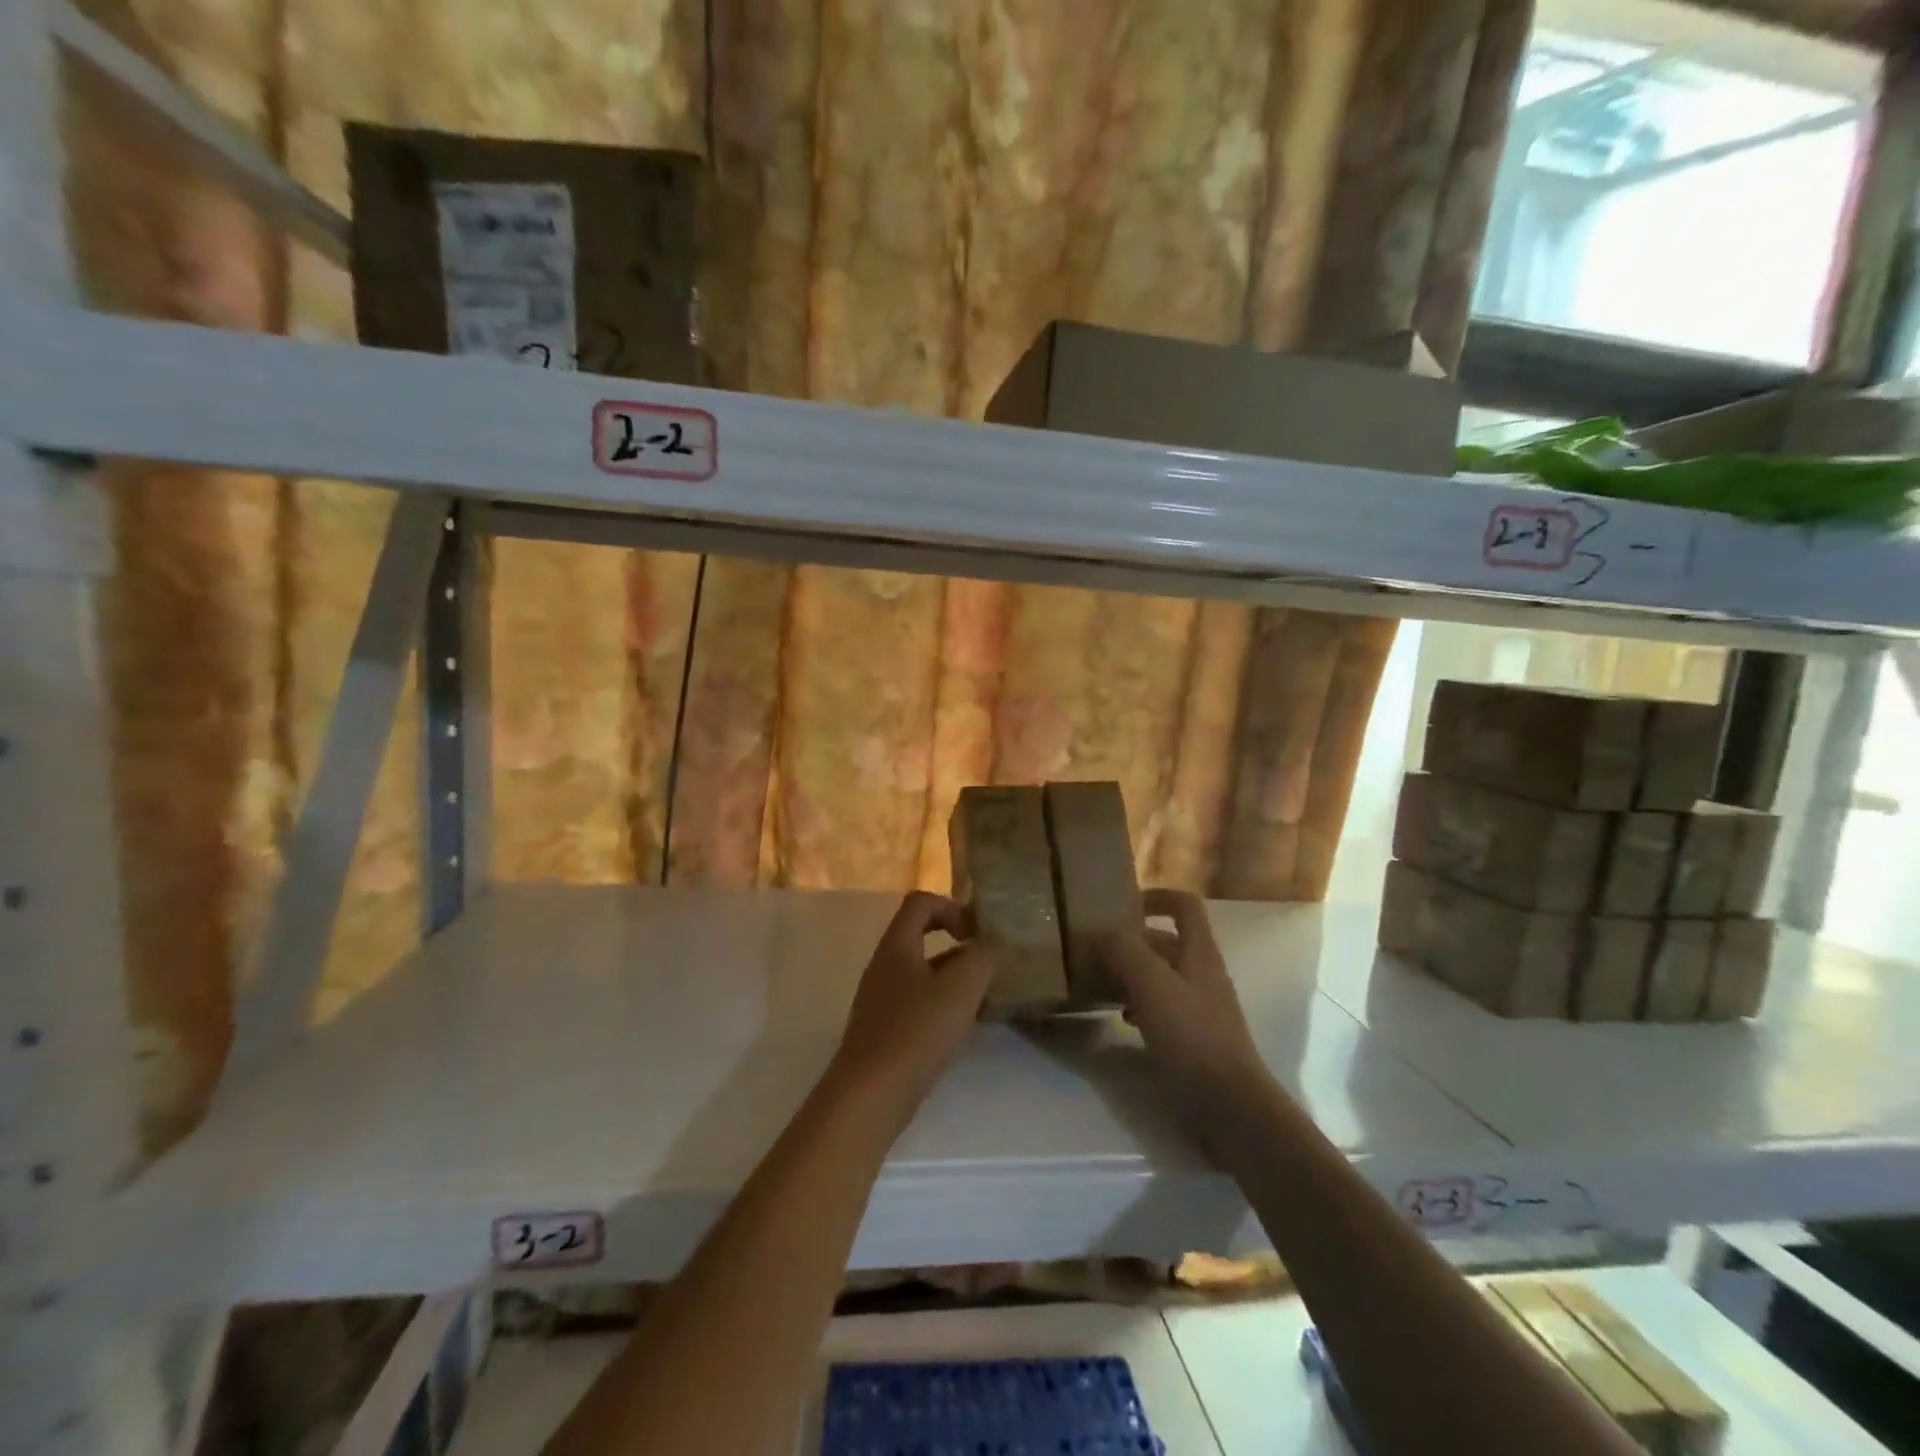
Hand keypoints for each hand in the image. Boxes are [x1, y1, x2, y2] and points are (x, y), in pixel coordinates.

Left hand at [828, 892, 997, 1121]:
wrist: (870, 1095)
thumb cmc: (916, 1032)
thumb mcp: (961, 988)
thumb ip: (983, 955)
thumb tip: (994, 937)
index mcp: (897, 945)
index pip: (921, 902)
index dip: (953, 907)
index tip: (979, 933)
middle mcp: (884, 964)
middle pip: (921, 936)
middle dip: (959, 946)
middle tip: (988, 965)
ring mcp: (881, 998)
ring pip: (922, 972)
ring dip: (954, 978)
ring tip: (984, 998)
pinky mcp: (884, 1029)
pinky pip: (917, 1002)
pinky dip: (942, 1005)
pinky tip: (963, 1028)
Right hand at [1097, 889, 1271, 1119]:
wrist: (1229, 1105)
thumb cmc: (1192, 1035)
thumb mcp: (1152, 985)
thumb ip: (1125, 951)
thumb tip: (1103, 931)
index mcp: (1199, 952)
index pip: (1184, 905)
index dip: (1157, 897)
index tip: (1123, 905)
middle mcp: (1201, 973)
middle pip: (1166, 941)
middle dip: (1132, 941)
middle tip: (1095, 947)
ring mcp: (1199, 1006)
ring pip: (1160, 975)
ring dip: (1131, 973)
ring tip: (1098, 980)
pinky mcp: (1192, 1037)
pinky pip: (1160, 1007)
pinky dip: (1138, 1004)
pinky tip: (1118, 1017)